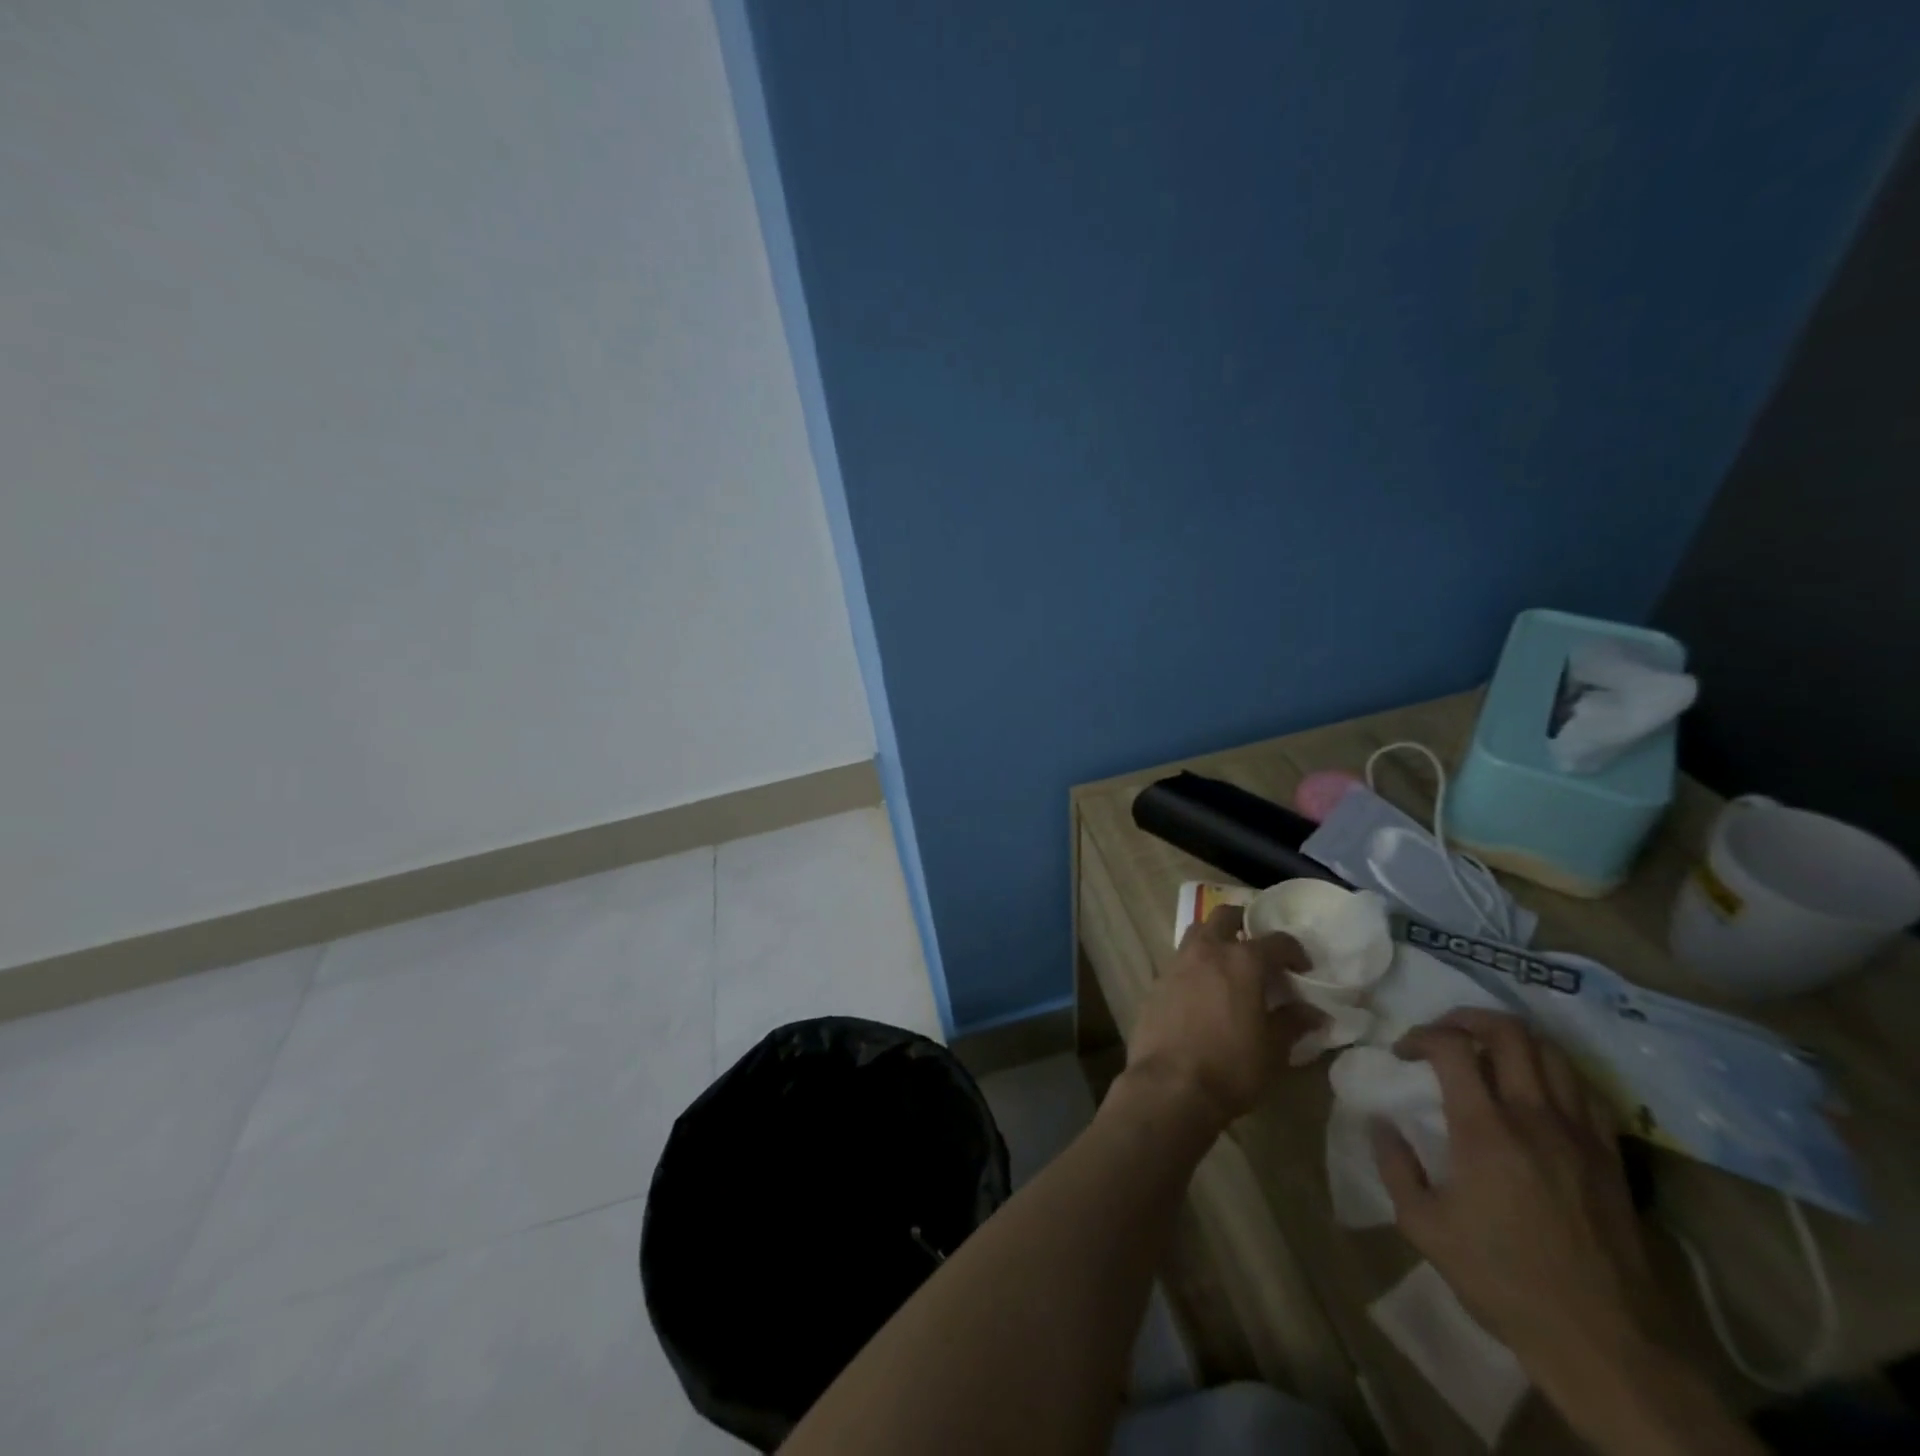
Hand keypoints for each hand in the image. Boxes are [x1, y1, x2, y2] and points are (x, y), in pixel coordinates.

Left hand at [1122, 904, 1321, 1131]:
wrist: (1170, 1085)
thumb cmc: (1231, 1067)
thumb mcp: (1273, 1050)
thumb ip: (1293, 1023)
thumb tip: (1314, 1012)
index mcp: (1242, 961)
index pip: (1276, 941)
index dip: (1294, 951)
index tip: (1302, 969)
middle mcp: (1207, 951)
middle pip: (1224, 916)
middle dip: (1244, 923)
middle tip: (1258, 948)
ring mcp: (1176, 963)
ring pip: (1197, 933)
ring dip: (1215, 939)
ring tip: (1228, 966)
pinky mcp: (1156, 982)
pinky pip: (1179, 961)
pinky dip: (1194, 966)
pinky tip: (1202, 991)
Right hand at [1371, 1010, 1671, 1388]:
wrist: (1604, 1343)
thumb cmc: (1502, 1281)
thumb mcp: (1424, 1227)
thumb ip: (1394, 1165)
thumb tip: (1379, 1123)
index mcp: (1485, 1130)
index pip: (1451, 1046)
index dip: (1420, 1035)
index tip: (1403, 1053)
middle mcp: (1535, 1117)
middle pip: (1509, 1032)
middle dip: (1468, 1019)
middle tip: (1444, 1035)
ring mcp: (1580, 1134)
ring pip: (1552, 1052)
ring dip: (1514, 1040)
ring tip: (1488, 1052)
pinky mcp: (1611, 1157)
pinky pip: (1586, 1090)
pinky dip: (1555, 1072)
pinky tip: (1537, 1089)